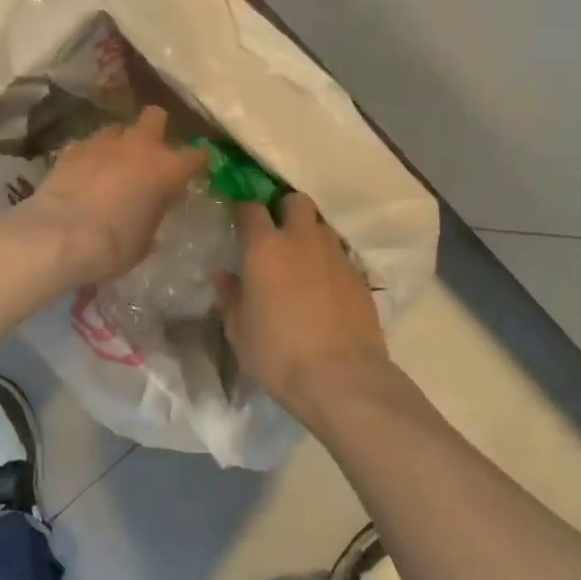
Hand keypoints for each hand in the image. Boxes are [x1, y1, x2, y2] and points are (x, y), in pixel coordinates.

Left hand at [25, 106, 207, 284]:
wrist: (61, 235)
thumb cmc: (114, 245)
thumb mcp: (144, 241)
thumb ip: (151, 218)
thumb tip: (149, 214)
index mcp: (167, 169)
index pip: (196, 155)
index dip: (196, 160)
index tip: (194, 167)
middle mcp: (139, 146)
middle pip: (155, 116)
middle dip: (155, 128)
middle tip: (149, 152)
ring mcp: (103, 142)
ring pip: (117, 128)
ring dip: (118, 142)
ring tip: (111, 163)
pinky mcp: (72, 148)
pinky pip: (87, 144)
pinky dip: (89, 155)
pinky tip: (83, 172)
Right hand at [216, 194, 389, 423]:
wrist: (341, 378)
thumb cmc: (278, 353)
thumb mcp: (239, 330)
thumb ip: (229, 295)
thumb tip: (221, 274)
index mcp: (265, 248)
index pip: (250, 208)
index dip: (242, 210)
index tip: (237, 221)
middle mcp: (302, 240)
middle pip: (296, 201)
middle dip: (284, 209)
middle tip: (275, 233)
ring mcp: (336, 256)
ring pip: (321, 226)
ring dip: (309, 235)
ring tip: (300, 261)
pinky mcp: (359, 277)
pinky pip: (339, 256)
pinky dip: (328, 262)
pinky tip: (322, 288)